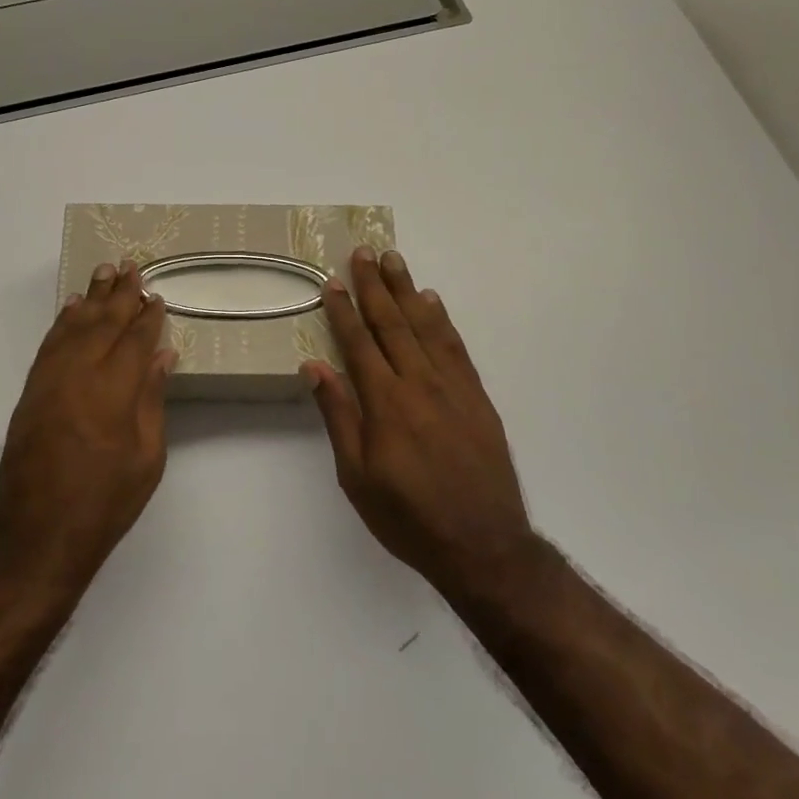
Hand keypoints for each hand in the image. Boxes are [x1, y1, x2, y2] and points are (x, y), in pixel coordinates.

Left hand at [0, 260, 175, 589]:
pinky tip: (72, 309)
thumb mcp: (146, 458)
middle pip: (103, 323)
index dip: (148, 316)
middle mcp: (79, 374)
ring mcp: (49, 380)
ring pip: (73, 326)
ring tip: (103, 272)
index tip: (157, 297)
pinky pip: (49, 344)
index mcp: (113, 391)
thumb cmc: (104, 503)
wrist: (37, 536)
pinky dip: (62, 322)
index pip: (135, 340)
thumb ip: (152, 400)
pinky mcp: (30, 392)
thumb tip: (162, 355)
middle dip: (120, 294)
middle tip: (131, 266)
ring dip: (90, 298)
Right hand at [302, 247, 536, 600]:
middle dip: (375, 286)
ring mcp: (453, 388)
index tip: (332, 282)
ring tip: (395, 260)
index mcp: (385, 403)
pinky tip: (432, 302)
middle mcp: (419, 384)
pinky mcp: (477, 398)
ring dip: (407, 291)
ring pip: (425, 327)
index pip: (359, 344)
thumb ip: (338, 416)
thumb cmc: (408, 516)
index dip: (344, 310)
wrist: (483, 546)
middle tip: (364, 252)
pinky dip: (442, 320)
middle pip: (393, 324)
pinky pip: (456, 348)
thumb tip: (315, 366)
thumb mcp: (357, 476)